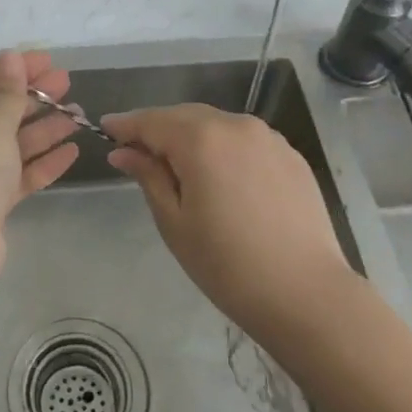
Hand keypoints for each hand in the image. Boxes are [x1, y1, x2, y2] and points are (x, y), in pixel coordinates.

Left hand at [0, 50, 82, 272]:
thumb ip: (7, 91)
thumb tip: (10, 56)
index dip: (12, 69)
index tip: (47, 60)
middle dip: (32, 98)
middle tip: (67, 83)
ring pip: (6, 142)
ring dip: (42, 128)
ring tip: (79, 115)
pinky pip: (12, 173)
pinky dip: (39, 161)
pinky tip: (72, 150)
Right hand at [102, 104, 357, 344]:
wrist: (306, 295)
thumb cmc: (227, 264)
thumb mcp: (174, 222)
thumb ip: (148, 176)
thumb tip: (123, 152)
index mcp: (201, 139)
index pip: (151, 121)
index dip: (125, 125)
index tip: (104, 129)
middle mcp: (235, 125)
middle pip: (184, 116)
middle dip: (158, 128)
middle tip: (136, 152)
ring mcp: (268, 138)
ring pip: (216, 125)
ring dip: (191, 136)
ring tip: (178, 165)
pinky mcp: (291, 155)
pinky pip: (244, 140)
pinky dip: (223, 147)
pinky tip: (220, 176)